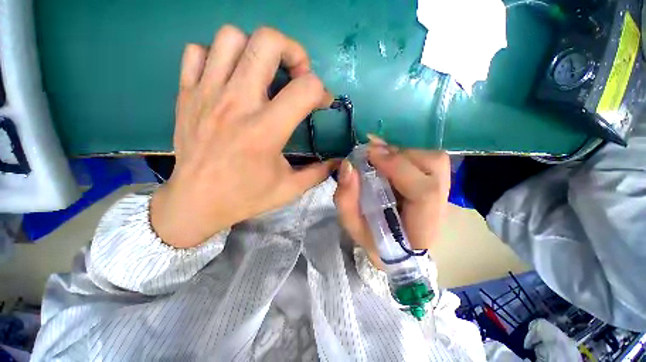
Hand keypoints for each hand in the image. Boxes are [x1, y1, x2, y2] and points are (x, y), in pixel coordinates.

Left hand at [151, 26, 336, 247]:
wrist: (196, 203)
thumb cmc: (245, 197)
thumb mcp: (289, 189)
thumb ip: (318, 173)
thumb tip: (338, 161)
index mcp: (266, 131)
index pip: (306, 88)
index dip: (322, 91)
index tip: (321, 104)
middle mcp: (237, 104)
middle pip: (267, 42)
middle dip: (293, 52)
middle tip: (296, 75)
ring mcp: (207, 94)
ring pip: (231, 37)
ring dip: (255, 49)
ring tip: (263, 73)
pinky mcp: (186, 94)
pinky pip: (197, 52)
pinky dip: (217, 57)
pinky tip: (228, 78)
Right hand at [334, 137, 450, 267]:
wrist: (399, 249)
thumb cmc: (375, 241)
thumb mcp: (353, 225)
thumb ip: (346, 199)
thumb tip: (348, 165)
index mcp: (422, 227)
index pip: (424, 191)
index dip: (397, 167)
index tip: (369, 155)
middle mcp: (441, 207)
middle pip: (433, 166)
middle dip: (398, 156)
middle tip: (372, 156)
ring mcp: (444, 194)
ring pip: (433, 159)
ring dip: (402, 154)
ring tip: (380, 160)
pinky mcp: (439, 184)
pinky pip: (428, 159)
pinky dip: (406, 155)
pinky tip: (389, 161)